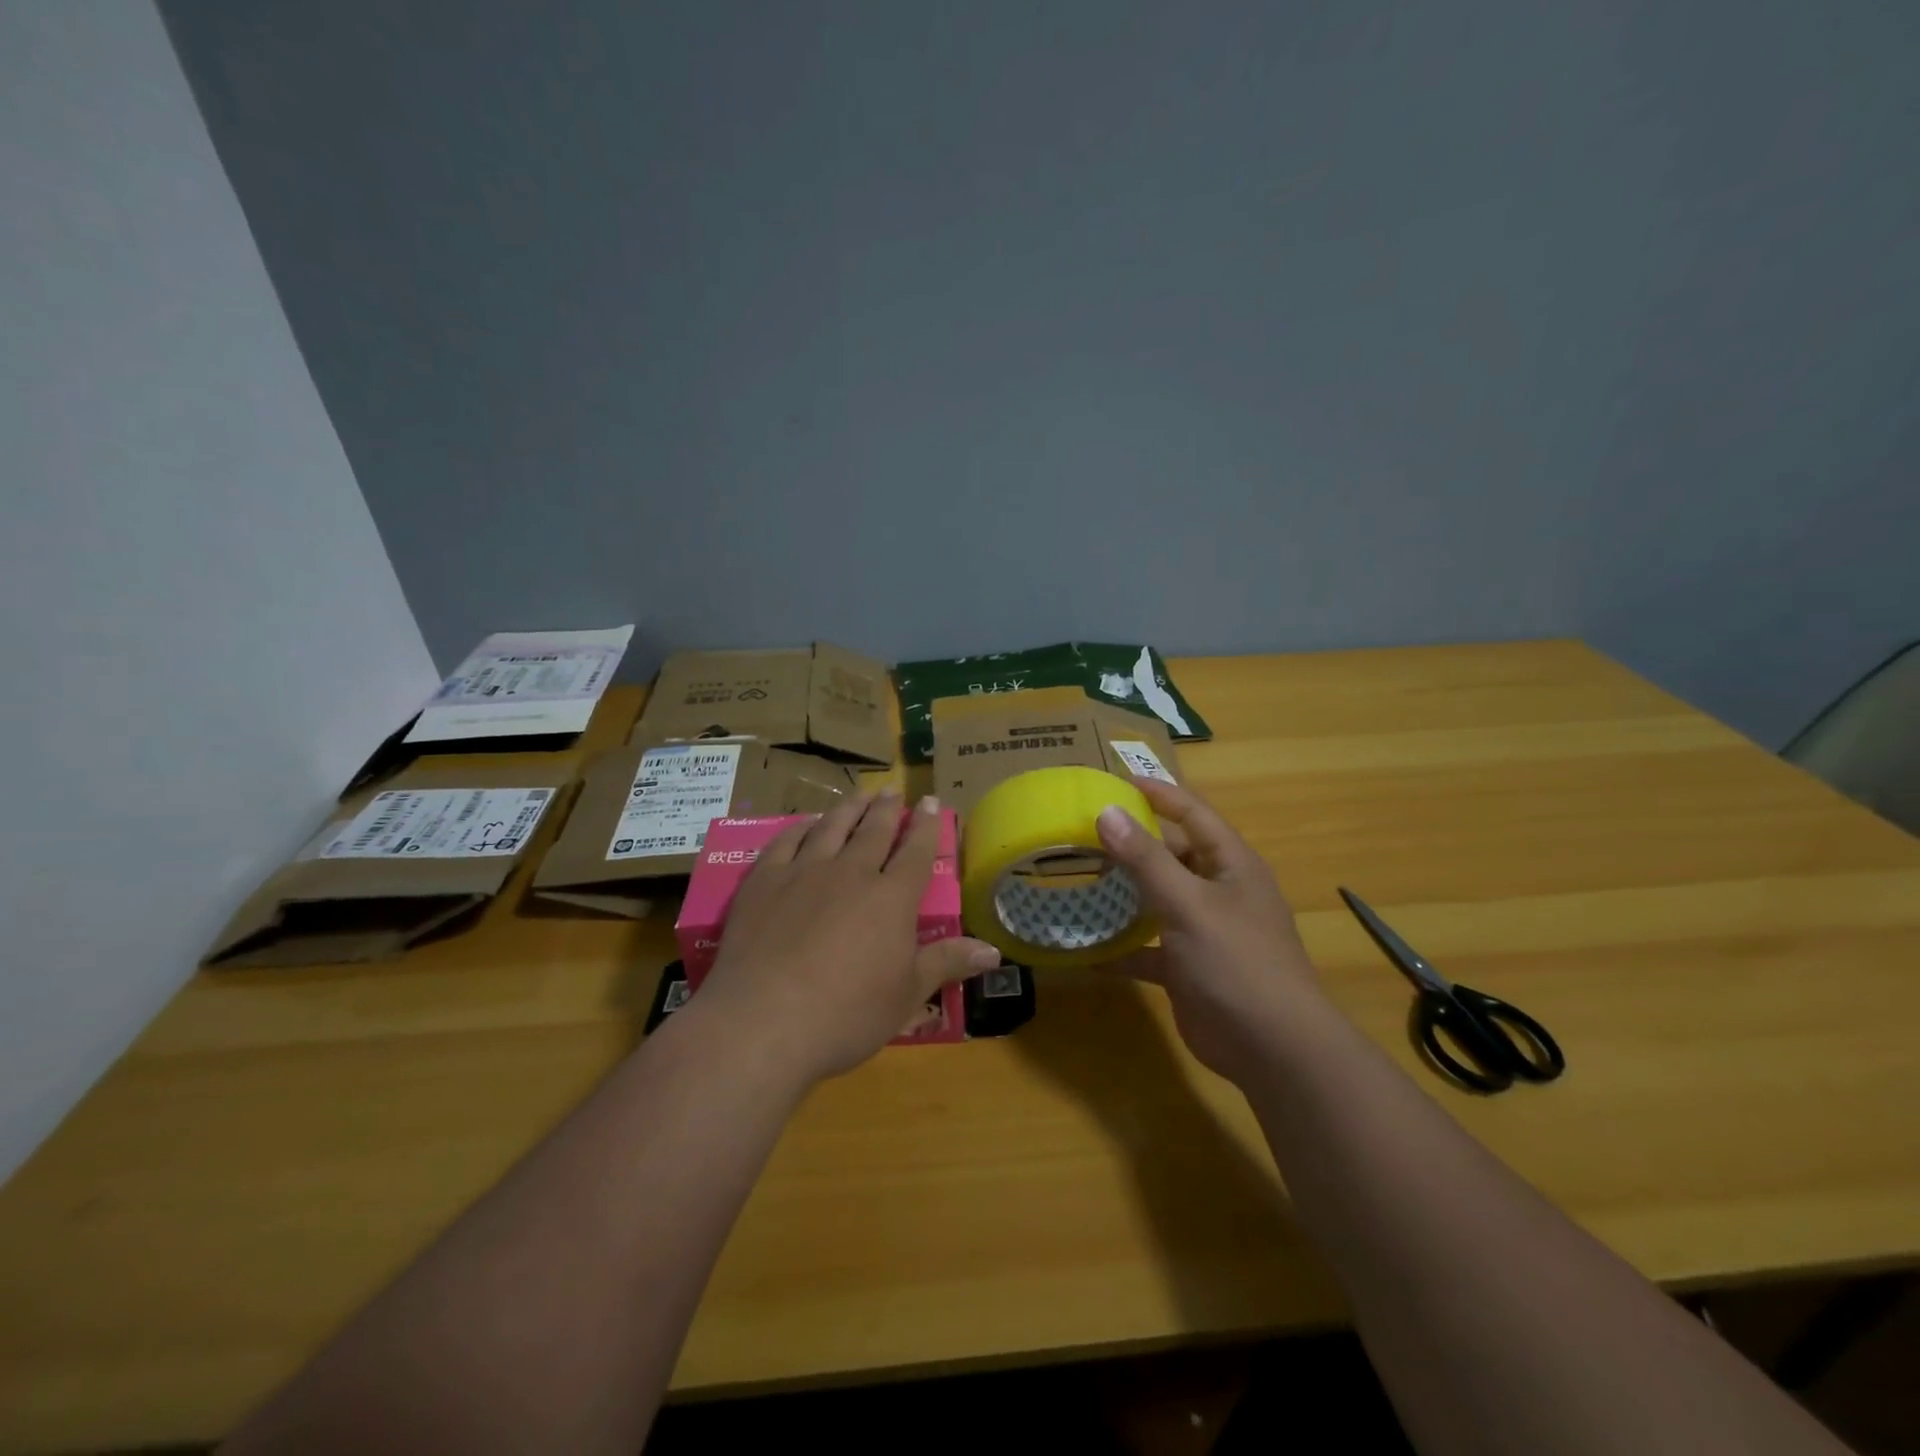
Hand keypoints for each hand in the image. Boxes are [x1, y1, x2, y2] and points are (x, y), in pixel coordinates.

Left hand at [692, 791, 1001, 1085]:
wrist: (763, 1022)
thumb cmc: (846, 1015)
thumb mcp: (907, 995)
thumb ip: (947, 963)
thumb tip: (994, 951)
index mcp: (891, 899)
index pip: (916, 852)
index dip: (927, 825)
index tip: (932, 802)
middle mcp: (851, 873)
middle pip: (874, 831)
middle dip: (888, 809)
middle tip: (894, 791)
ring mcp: (804, 872)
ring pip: (832, 827)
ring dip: (849, 808)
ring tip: (859, 794)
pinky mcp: (763, 881)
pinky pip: (785, 842)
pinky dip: (800, 828)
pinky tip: (805, 824)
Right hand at [1095, 777, 1323, 1084]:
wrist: (1274, 1049)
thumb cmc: (1237, 962)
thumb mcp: (1188, 903)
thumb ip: (1146, 859)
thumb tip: (1107, 811)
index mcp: (1230, 864)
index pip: (1193, 813)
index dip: (1158, 793)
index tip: (1115, 780)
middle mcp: (1218, 891)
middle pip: (1170, 855)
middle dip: (1130, 844)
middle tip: (1081, 833)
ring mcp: (1203, 931)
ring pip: (1156, 901)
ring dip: (1121, 894)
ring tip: (1075, 880)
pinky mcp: (1188, 967)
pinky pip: (1148, 948)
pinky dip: (1121, 948)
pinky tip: (1085, 949)